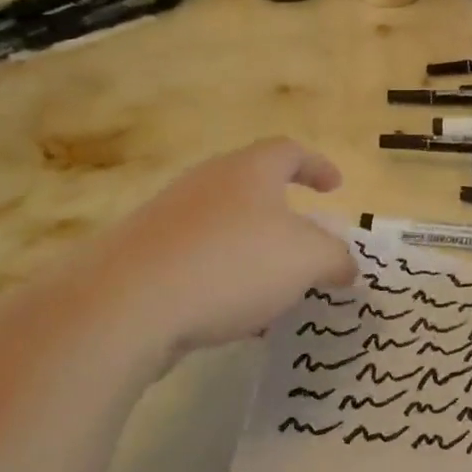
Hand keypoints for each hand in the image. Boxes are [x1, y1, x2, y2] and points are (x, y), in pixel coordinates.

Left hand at [67, 139, 355, 371]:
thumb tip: (346, 266)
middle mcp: (207, 183)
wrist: (125, 305)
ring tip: (275, 291)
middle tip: (307, 242)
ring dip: (254, 254)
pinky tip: (233, 320)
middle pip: (254, 188)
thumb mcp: (306, 260)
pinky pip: (196, 261)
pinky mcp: (142, 256)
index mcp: (249, 170)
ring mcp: (168, 218)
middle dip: (284, 216)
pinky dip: (223, 280)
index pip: (289, 152)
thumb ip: (335, 259)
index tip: (335, 188)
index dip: (317, 166)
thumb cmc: (231, 264)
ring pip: (225, 229)